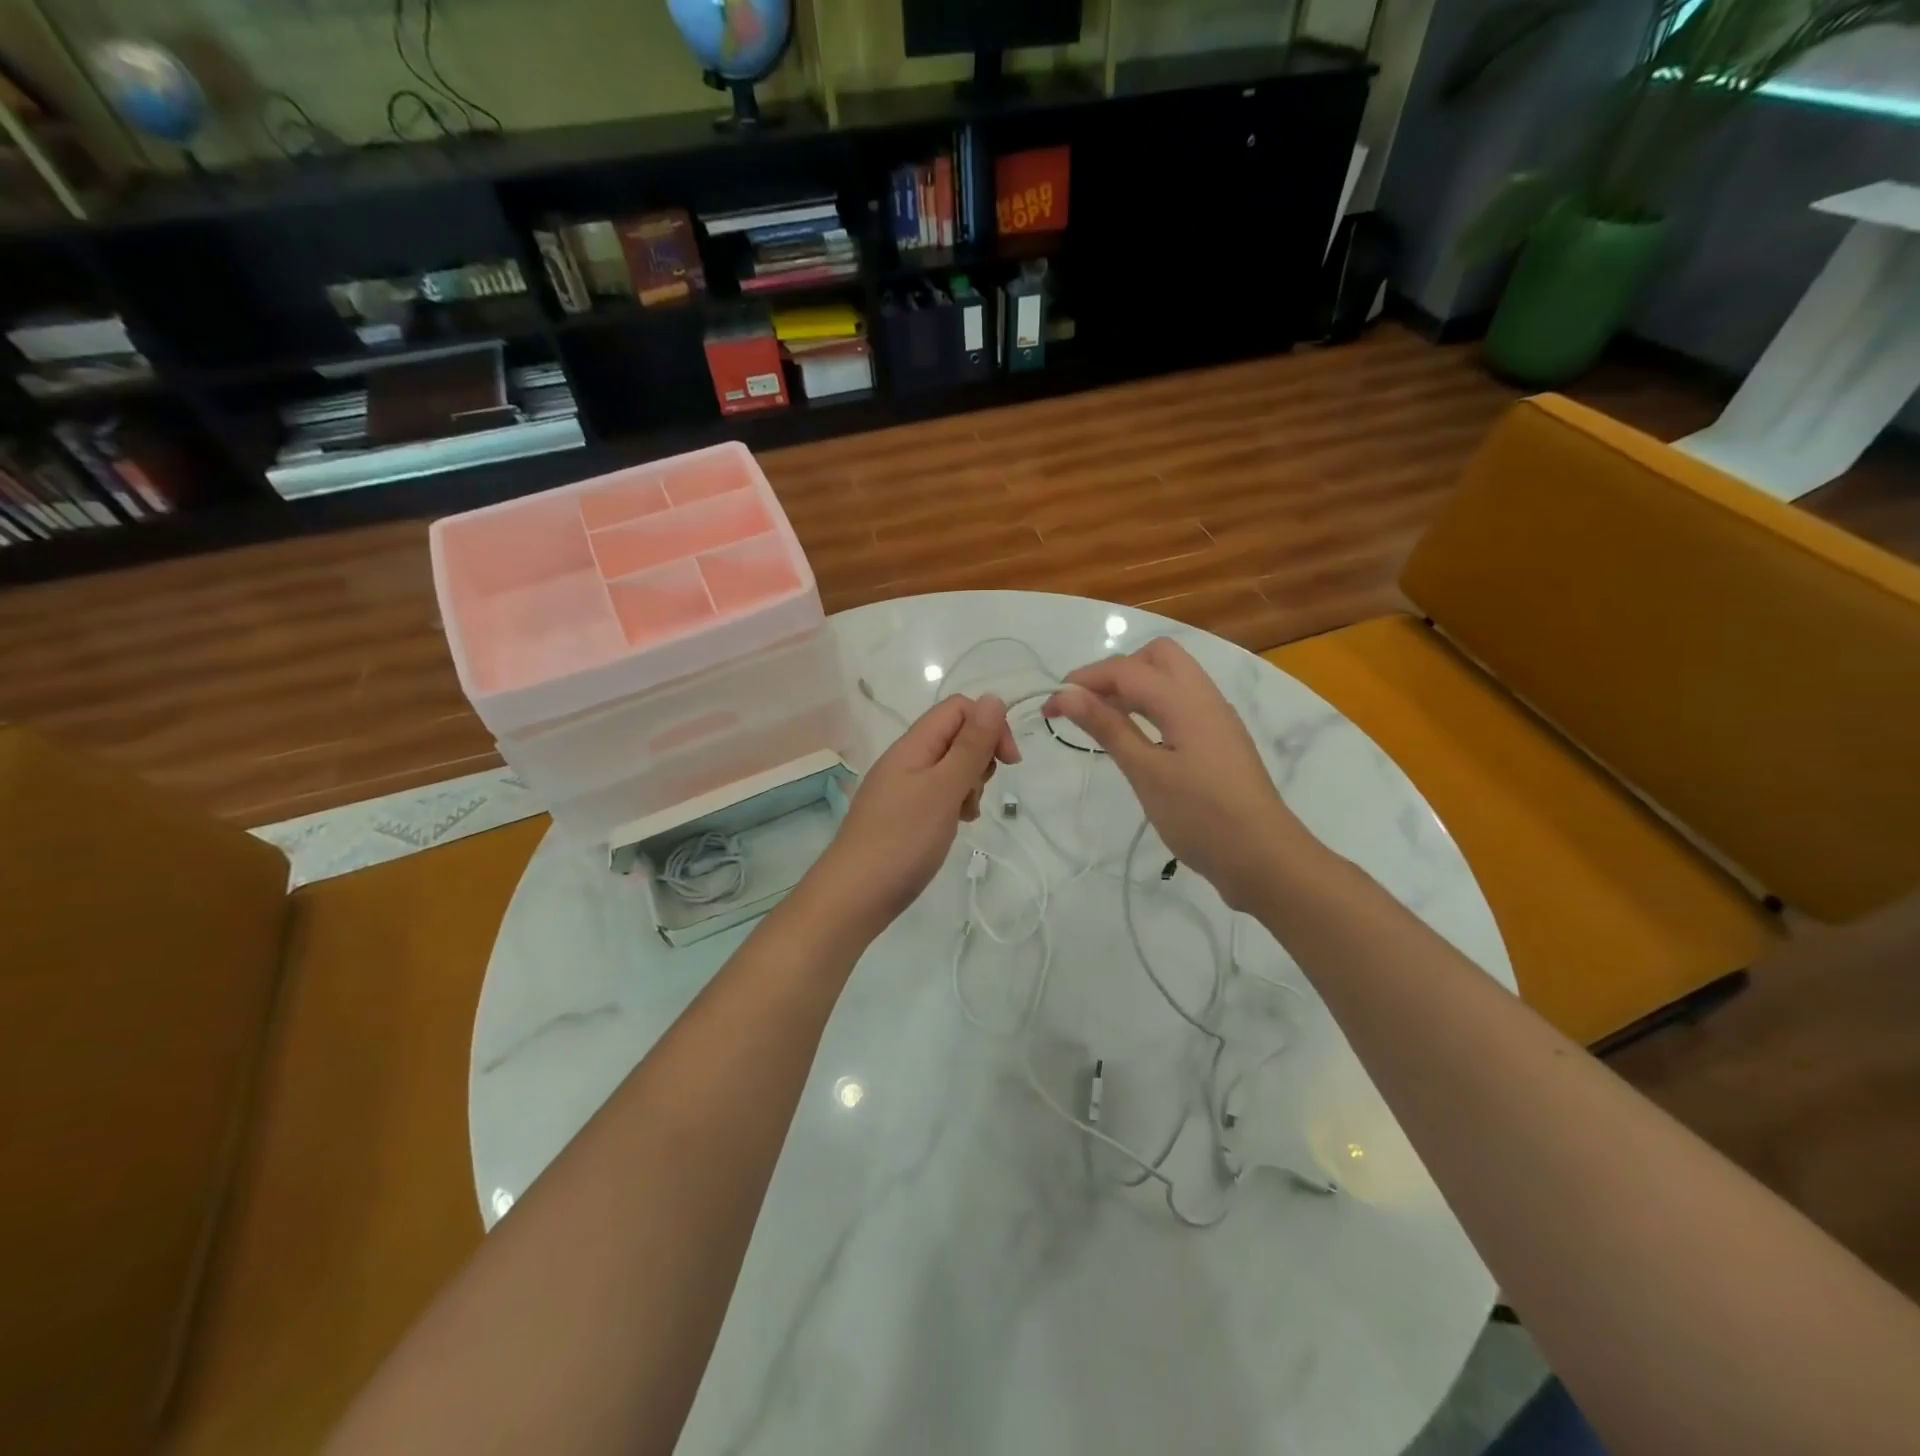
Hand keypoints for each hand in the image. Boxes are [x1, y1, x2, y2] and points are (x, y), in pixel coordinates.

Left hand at [815, 694, 1019, 936]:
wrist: (854, 897)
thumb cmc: (902, 840)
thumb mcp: (944, 789)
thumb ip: (970, 746)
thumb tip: (994, 698)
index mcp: (913, 745)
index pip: (959, 708)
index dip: (989, 725)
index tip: (1009, 762)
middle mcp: (907, 759)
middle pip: (956, 735)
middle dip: (980, 758)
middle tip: (976, 793)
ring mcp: (904, 787)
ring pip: (951, 767)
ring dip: (970, 784)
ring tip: (965, 814)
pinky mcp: (905, 813)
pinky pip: (939, 793)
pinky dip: (956, 803)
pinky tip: (957, 825)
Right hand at [1044, 638, 1310, 911]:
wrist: (1264, 858)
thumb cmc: (1201, 816)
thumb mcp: (1146, 772)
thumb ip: (1108, 727)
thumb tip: (1067, 694)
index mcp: (1186, 700)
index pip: (1126, 670)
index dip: (1083, 681)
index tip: (1050, 707)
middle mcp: (1205, 697)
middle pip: (1156, 657)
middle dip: (1115, 672)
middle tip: (1087, 707)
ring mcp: (1216, 718)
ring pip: (1171, 678)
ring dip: (1134, 688)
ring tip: (1104, 721)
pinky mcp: (1219, 740)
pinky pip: (1182, 703)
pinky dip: (1152, 706)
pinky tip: (1138, 738)